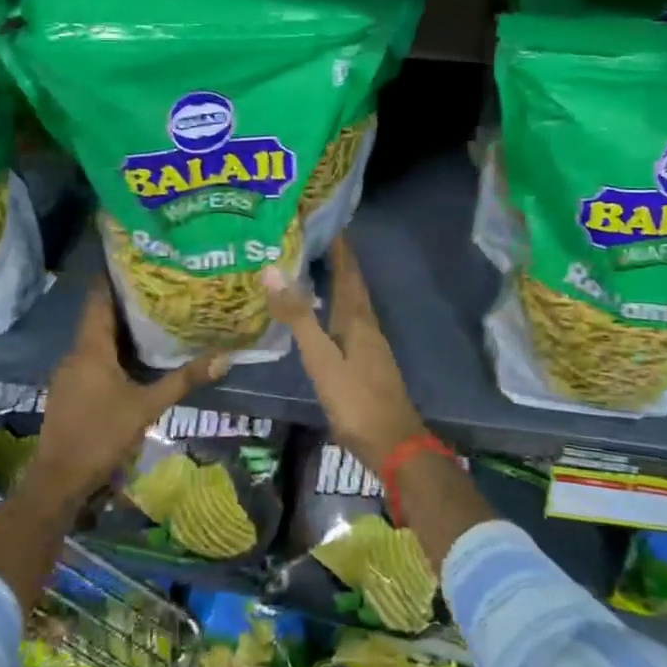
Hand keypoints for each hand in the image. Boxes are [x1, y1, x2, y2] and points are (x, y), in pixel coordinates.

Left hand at [28, 278, 224, 503]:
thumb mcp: (147, 407)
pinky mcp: (68, 391)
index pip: (99, 299)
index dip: (113, 278)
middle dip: (124, 302)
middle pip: (98, 317)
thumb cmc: (102, 435)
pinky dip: (110, 351)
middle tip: (156, 288)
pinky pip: (91, 359)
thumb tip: (224, 357)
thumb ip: (183, 380)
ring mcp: (68, 373)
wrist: (58, 480)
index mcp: (91, 348)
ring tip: (151, 316)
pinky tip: (132, 358)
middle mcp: (75, 353)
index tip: (135, 261)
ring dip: (119, 328)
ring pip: (95, 340)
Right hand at [261, 238, 428, 473]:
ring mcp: (369, 344)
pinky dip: (335, 308)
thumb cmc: (356, 400)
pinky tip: (322, 317)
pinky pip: (349, 322)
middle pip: (352, 284)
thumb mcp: (321, 358)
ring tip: (311, 270)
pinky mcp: (367, 362)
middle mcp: (366, 324)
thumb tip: (272, 270)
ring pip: (351, 303)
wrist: (394, 445)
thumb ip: (297, 316)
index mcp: (357, 317)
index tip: (323, 221)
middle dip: (336, 260)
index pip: (348, 270)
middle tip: (310, 239)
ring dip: (336, 283)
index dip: (339, 246)